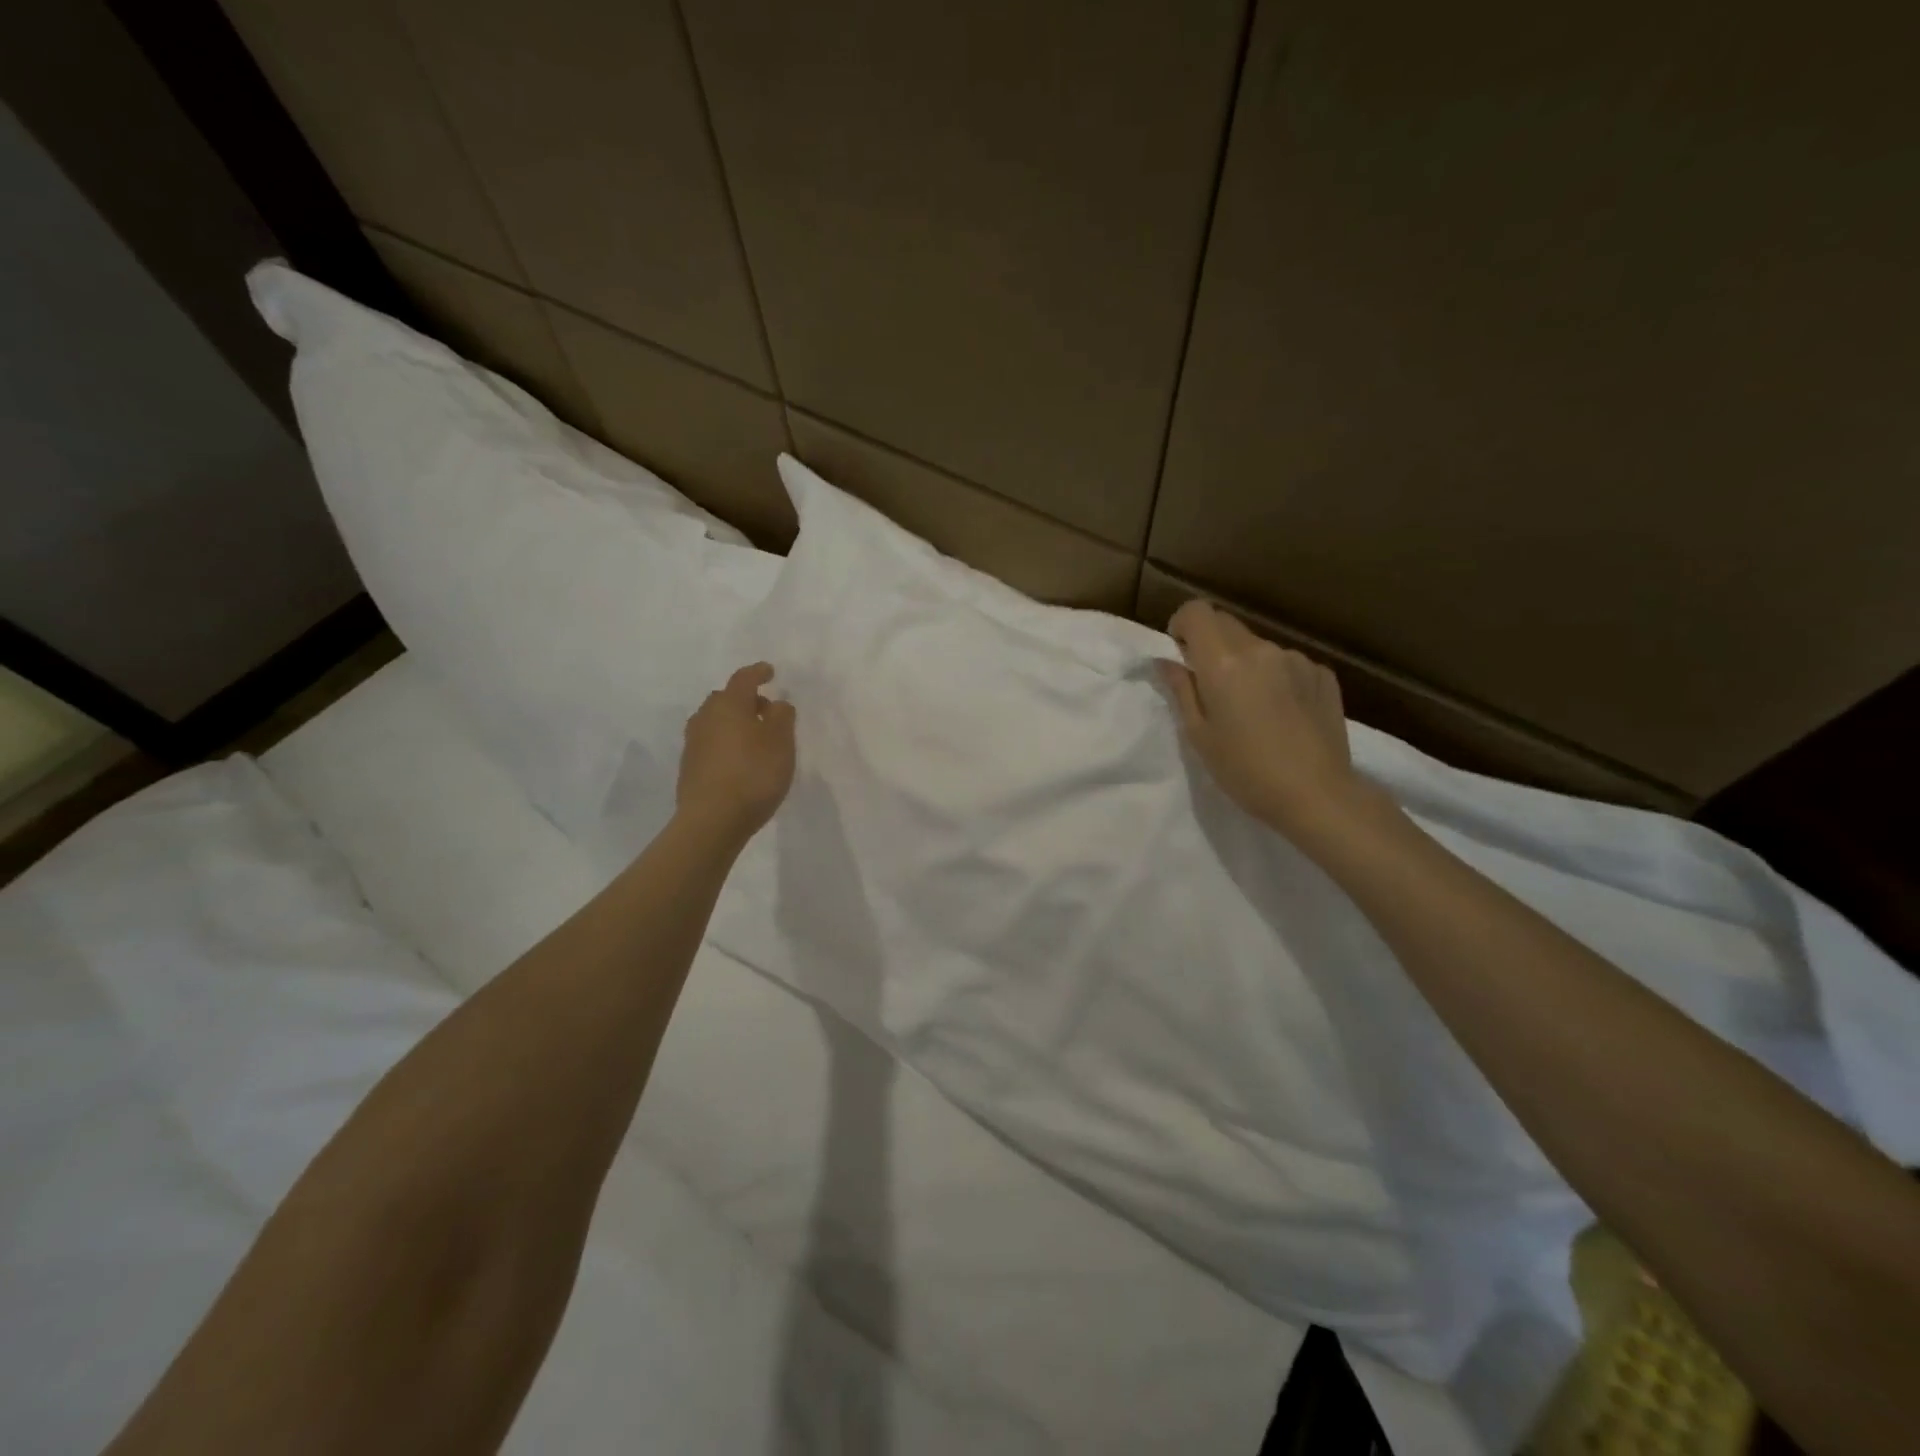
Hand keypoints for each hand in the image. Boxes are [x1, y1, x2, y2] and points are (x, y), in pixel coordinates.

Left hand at [676, 663, 796, 842]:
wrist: (712, 820)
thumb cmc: (753, 774)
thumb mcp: (781, 742)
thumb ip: (782, 716)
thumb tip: (776, 704)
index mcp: (729, 705)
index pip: (744, 679)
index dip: (758, 673)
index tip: (770, 672)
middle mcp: (706, 718)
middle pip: (726, 699)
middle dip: (746, 700)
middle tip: (766, 710)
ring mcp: (694, 743)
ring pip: (716, 722)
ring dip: (735, 723)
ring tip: (755, 738)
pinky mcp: (689, 767)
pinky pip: (711, 743)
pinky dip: (726, 743)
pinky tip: (740, 760)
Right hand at [1159, 600, 1364, 840]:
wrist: (1317, 795)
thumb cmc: (1245, 771)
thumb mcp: (1199, 735)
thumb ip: (1181, 690)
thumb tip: (1165, 661)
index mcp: (1224, 662)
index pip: (1197, 611)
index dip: (1182, 624)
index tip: (1180, 653)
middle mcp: (1261, 649)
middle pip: (1226, 623)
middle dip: (1209, 644)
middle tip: (1209, 686)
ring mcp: (1296, 659)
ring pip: (1257, 646)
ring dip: (1244, 663)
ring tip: (1251, 708)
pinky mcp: (1323, 674)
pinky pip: (1287, 663)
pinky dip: (1275, 678)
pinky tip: (1282, 714)